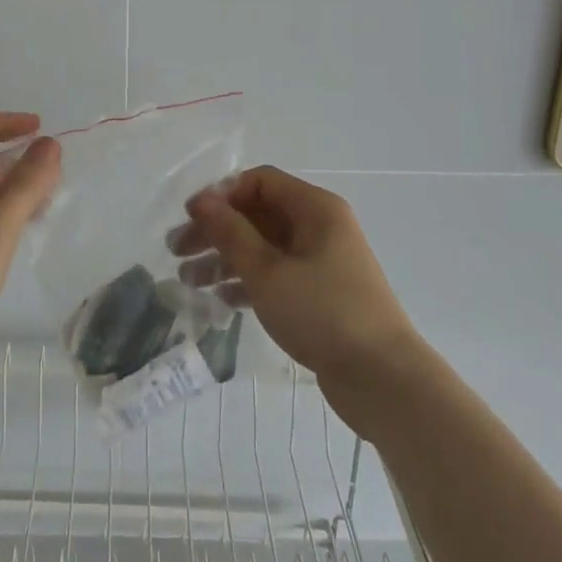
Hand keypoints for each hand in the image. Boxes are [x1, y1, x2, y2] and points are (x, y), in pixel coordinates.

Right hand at [169, 166, 419, 432]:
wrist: (384, 379)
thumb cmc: (323, 313)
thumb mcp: (267, 271)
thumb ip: (231, 233)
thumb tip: (202, 200)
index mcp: (315, 208)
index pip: (259, 182)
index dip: (222, 194)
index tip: (191, 218)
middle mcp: (320, 227)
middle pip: (258, 214)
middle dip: (217, 230)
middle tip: (177, 251)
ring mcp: (322, 261)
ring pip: (264, 246)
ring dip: (226, 258)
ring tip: (188, 280)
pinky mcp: (321, 293)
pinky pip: (277, 274)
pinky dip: (248, 281)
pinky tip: (221, 300)